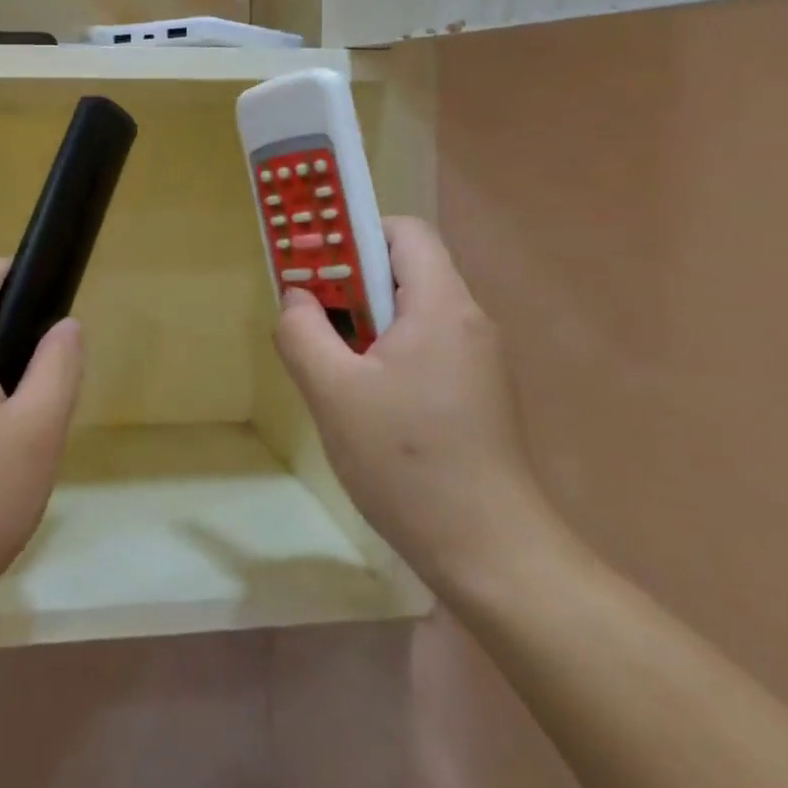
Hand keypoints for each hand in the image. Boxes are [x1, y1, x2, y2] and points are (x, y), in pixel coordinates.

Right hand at [274, 217, 556, 597]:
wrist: (491, 555)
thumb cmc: (407, 463)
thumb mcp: (333, 393)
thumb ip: (302, 332)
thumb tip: (297, 296)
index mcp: (441, 307)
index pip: (404, 232)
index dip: (356, 233)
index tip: (315, 262)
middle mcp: (468, 321)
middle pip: (406, 269)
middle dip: (351, 280)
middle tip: (309, 310)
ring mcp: (477, 360)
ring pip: (412, 311)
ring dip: (365, 320)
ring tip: (328, 358)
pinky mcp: (476, 393)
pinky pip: (424, 345)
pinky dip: (386, 350)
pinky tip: (362, 397)